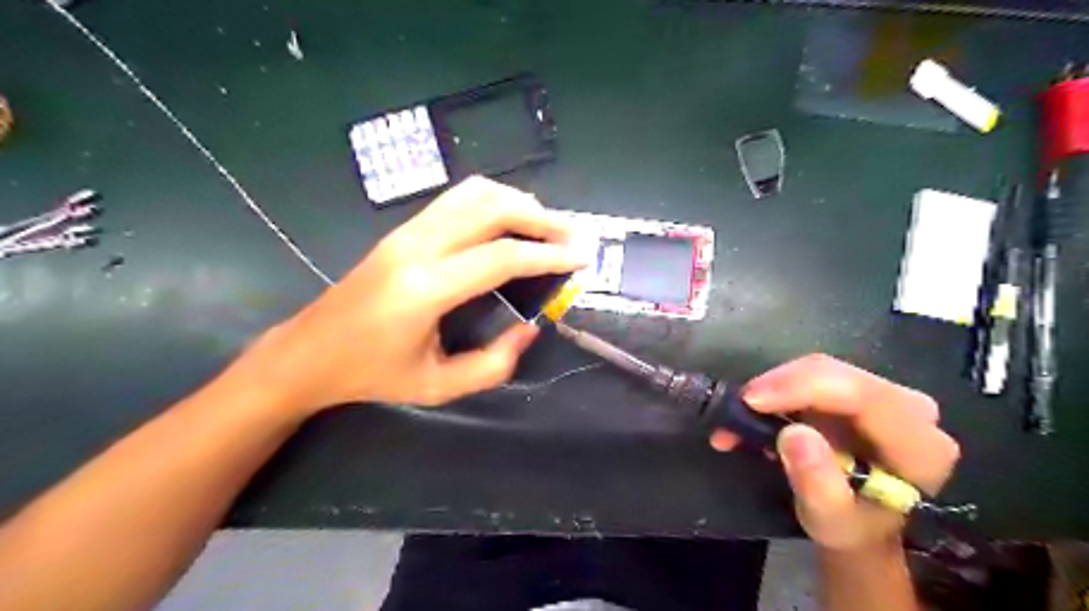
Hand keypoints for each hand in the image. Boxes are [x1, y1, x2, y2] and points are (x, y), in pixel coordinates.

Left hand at [240, 176, 581, 415]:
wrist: (309, 352)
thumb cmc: (372, 375)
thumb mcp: (438, 386)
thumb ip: (493, 364)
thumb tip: (530, 328)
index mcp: (424, 289)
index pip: (501, 257)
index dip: (548, 255)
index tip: (581, 259)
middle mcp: (416, 248)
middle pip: (491, 209)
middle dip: (541, 219)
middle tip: (573, 237)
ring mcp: (406, 231)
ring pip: (473, 193)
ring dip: (518, 203)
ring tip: (547, 226)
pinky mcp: (402, 229)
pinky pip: (456, 200)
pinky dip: (493, 202)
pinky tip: (510, 222)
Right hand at [717, 353, 960, 548]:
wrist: (860, 525)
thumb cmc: (851, 528)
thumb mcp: (830, 519)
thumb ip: (817, 482)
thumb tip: (793, 434)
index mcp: (919, 445)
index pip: (863, 396)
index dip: (803, 388)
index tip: (752, 401)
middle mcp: (910, 410)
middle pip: (836, 374)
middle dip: (779, 386)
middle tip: (737, 406)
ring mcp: (882, 395)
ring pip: (819, 370)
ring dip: (773, 388)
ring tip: (739, 415)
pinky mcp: (856, 391)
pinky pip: (811, 376)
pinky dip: (777, 391)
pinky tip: (754, 411)